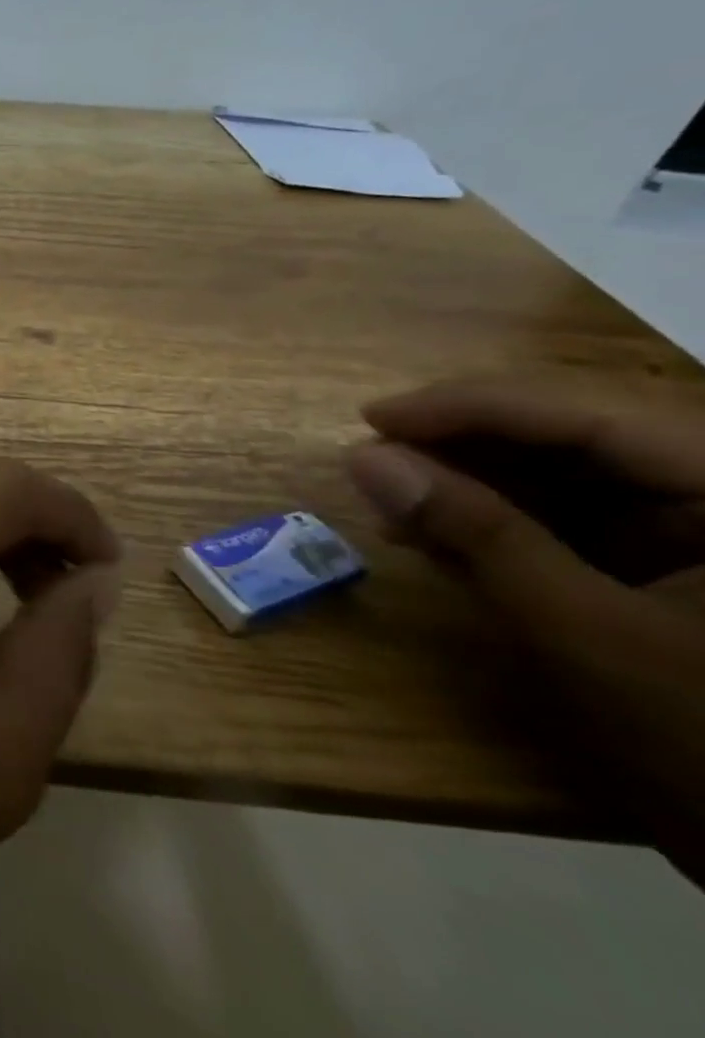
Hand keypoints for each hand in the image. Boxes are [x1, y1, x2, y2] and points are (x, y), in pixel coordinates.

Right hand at [345, 379, 704, 877]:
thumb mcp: (581, 629)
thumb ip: (473, 532)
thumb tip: (365, 458)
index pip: (592, 419)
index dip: (470, 408)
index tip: (370, 417)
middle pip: (579, 442)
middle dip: (464, 450)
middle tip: (372, 462)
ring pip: (571, 481)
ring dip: (472, 489)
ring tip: (392, 505)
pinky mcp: (689, 574)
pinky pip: (579, 526)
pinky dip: (500, 529)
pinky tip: (436, 540)